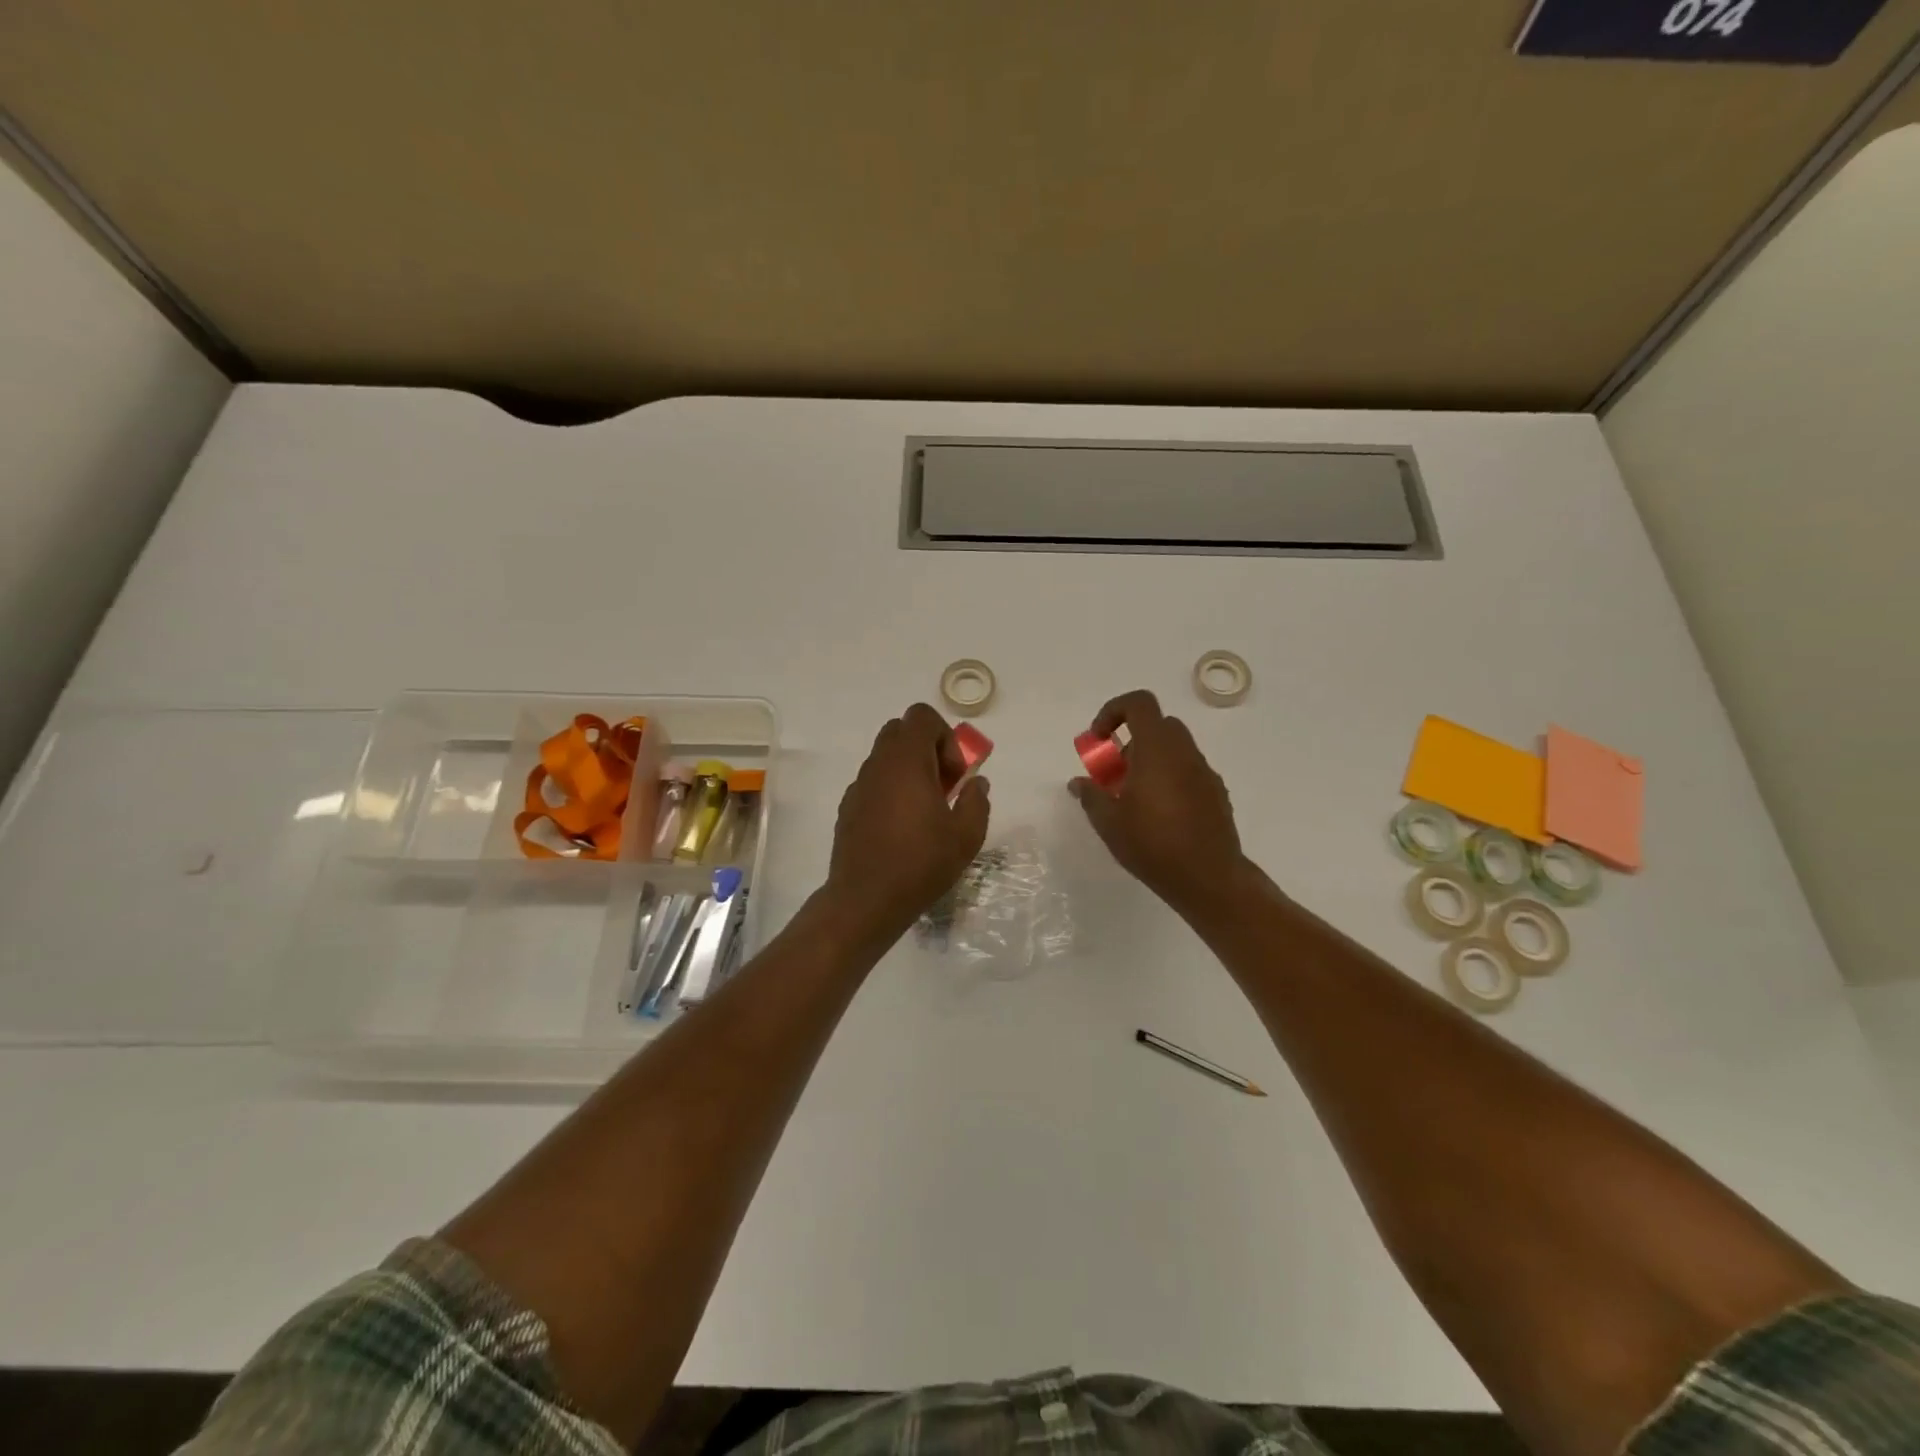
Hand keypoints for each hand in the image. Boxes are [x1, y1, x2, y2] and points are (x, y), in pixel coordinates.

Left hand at [825, 704, 990, 937]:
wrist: (865, 900)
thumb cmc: (920, 864)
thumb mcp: (966, 836)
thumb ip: (977, 801)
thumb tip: (976, 783)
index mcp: (907, 761)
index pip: (922, 716)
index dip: (945, 737)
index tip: (953, 776)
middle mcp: (878, 765)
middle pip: (901, 731)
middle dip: (927, 749)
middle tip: (942, 786)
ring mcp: (859, 785)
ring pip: (885, 757)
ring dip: (909, 771)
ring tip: (924, 811)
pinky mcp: (848, 806)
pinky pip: (874, 782)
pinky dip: (890, 790)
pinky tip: (901, 828)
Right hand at [1070, 689, 1245, 916]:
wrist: (1209, 878)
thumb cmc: (1152, 844)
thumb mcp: (1109, 822)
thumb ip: (1091, 795)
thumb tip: (1079, 782)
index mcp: (1157, 749)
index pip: (1139, 703)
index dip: (1114, 711)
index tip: (1100, 739)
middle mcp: (1185, 753)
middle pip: (1157, 726)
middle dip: (1131, 742)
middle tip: (1115, 774)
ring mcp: (1205, 772)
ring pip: (1174, 750)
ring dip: (1150, 762)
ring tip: (1134, 800)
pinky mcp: (1217, 793)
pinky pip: (1188, 771)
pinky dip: (1170, 779)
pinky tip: (1160, 815)